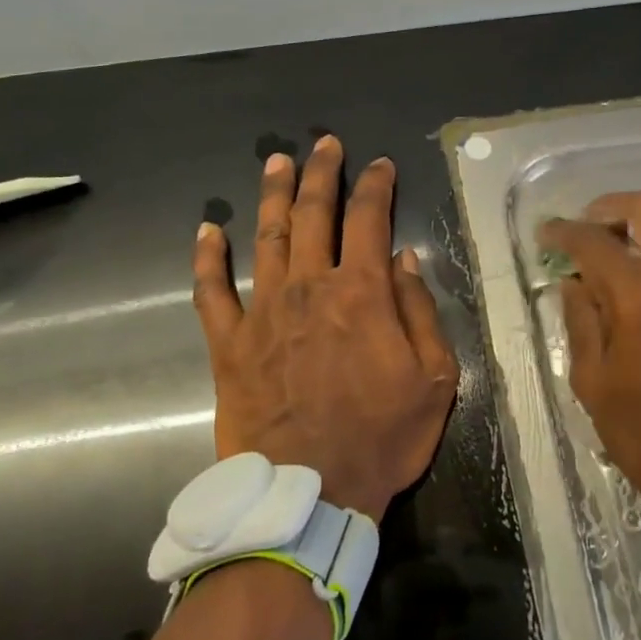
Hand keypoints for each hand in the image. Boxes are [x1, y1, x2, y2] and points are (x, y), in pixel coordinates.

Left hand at [191, 137, 457, 522]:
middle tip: (324, 143)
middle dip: (321, 173)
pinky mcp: (229, 344)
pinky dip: (208, 258)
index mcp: (361, 293)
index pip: (369, 219)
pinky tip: (209, 229)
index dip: (376, 186)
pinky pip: (212, 292)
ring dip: (272, 195)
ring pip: (266, 238)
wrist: (310, 496)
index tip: (381, 164)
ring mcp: (263, 313)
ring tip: (276, 161)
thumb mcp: (432, 379)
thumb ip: (419, 311)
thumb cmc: (381, 438)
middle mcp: (309, 288)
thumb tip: (405, 258)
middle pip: (313, 214)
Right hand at [539, 191, 640, 513]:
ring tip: (609, 248)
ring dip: (640, 222)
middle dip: (611, 207)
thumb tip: (574, 281)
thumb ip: (580, 320)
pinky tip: (636, 276)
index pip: (596, 241)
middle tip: (585, 229)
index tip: (544, 234)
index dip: (564, 231)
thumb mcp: (593, 382)